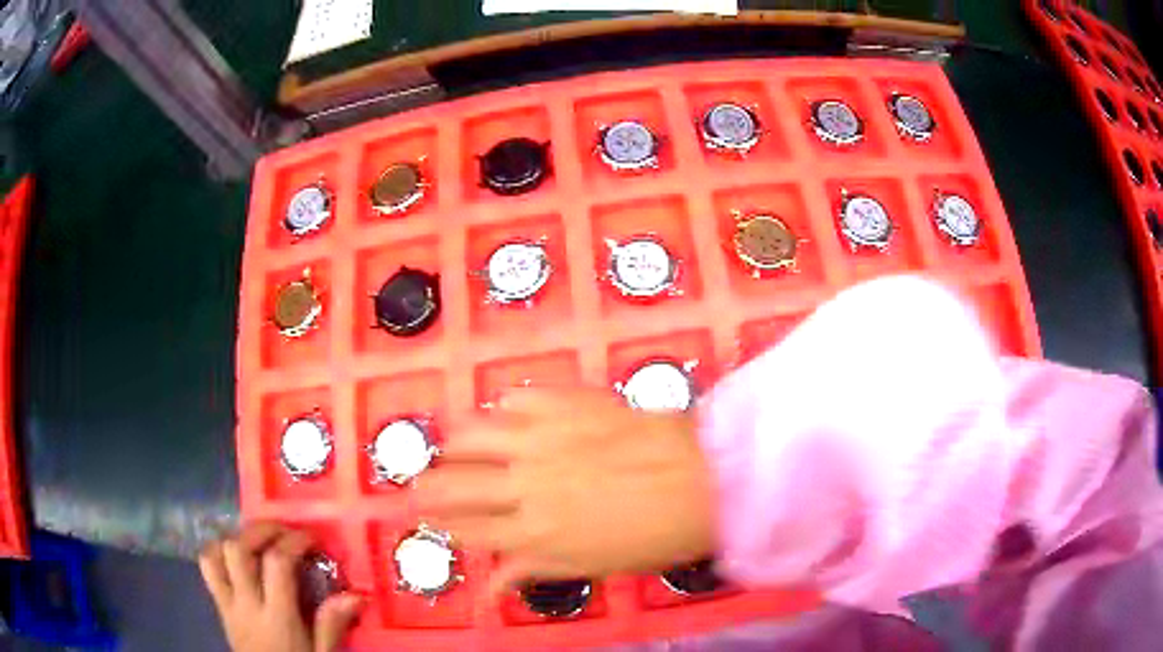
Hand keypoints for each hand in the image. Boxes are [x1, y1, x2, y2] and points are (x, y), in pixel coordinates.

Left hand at [198, 522, 363, 651]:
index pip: (276, 563)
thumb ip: (331, 625)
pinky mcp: (219, 606)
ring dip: (236, 538)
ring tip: (258, 541)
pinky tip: (237, 556)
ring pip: (216, 554)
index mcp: (276, 617)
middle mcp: (246, 603)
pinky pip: (207, 569)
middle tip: (283, 531)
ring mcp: (227, 603)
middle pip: (239, 549)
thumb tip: (356, 595)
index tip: (312, 539)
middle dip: (261, 530)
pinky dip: (218, 552)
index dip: (293, 541)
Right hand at [416, 387, 715, 592]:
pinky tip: (503, 414)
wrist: (704, 479)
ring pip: (472, 437)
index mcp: (535, 535)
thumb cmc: (656, 534)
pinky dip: (503, 409)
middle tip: (417, 485)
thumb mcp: (594, 565)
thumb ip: (537, 568)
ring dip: (454, 444)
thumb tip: (496, 584)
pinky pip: (515, 400)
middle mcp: (525, 487)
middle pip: (454, 485)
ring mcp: (541, 440)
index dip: (443, 526)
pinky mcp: (563, 404)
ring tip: (451, 447)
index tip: (427, 520)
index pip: (468, 531)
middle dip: (427, 488)